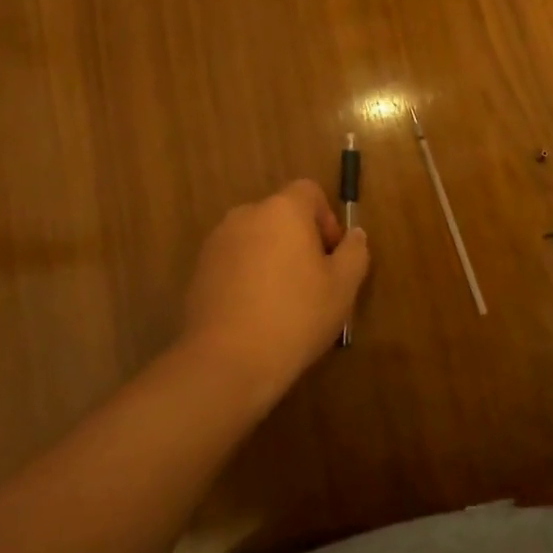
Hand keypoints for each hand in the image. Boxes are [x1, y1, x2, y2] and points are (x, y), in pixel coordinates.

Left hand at [179, 179, 369, 409]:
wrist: (226, 362)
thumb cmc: (295, 316)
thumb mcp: (343, 286)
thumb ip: (354, 252)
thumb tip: (354, 235)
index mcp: (283, 210)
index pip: (309, 191)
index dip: (326, 218)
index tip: (331, 255)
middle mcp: (246, 215)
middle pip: (281, 215)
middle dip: (299, 240)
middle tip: (312, 281)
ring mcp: (217, 242)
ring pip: (256, 239)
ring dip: (271, 258)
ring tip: (282, 302)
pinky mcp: (198, 271)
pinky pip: (233, 262)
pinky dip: (247, 276)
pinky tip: (255, 314)